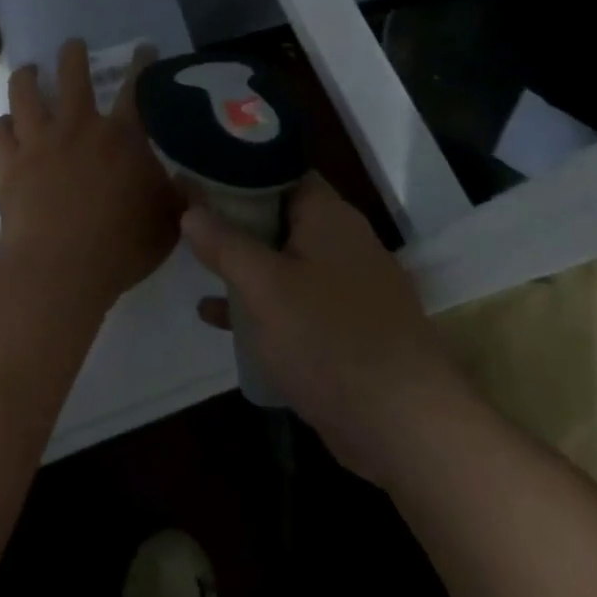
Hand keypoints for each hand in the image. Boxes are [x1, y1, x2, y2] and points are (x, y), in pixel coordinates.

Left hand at [0, 40, 181, 307]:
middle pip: (72, 75)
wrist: (60, 269)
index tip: (143, 48)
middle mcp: (78, 127)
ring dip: (27, 77)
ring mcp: (38, 142)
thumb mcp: (168, 222)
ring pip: (25, 93)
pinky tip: (6, 125)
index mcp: (122, 137)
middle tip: (73, 45)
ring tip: (28, 70)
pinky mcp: (8, 163)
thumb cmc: (121, 247)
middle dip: (73, 54)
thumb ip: (178, 196)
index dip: (142, 64)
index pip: (136, 89)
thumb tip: (185, 180)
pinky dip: (3, 125)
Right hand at [187, 173, 463, 484]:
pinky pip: (296, 302)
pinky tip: (218, 318)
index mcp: (328, 216)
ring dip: (245, 263)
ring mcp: (349, 287)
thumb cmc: (329, 340)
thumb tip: (190, 211)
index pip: (281, 170)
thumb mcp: (264, 287)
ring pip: (285, 260)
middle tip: (189, 218)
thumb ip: (224, 244)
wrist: (407, 428)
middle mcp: (343, 242)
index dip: (239, 168)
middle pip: (280, 215)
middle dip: (235, 219)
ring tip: (196, 263)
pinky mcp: (348, 329)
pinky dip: (262, 304)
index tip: (199, 176)